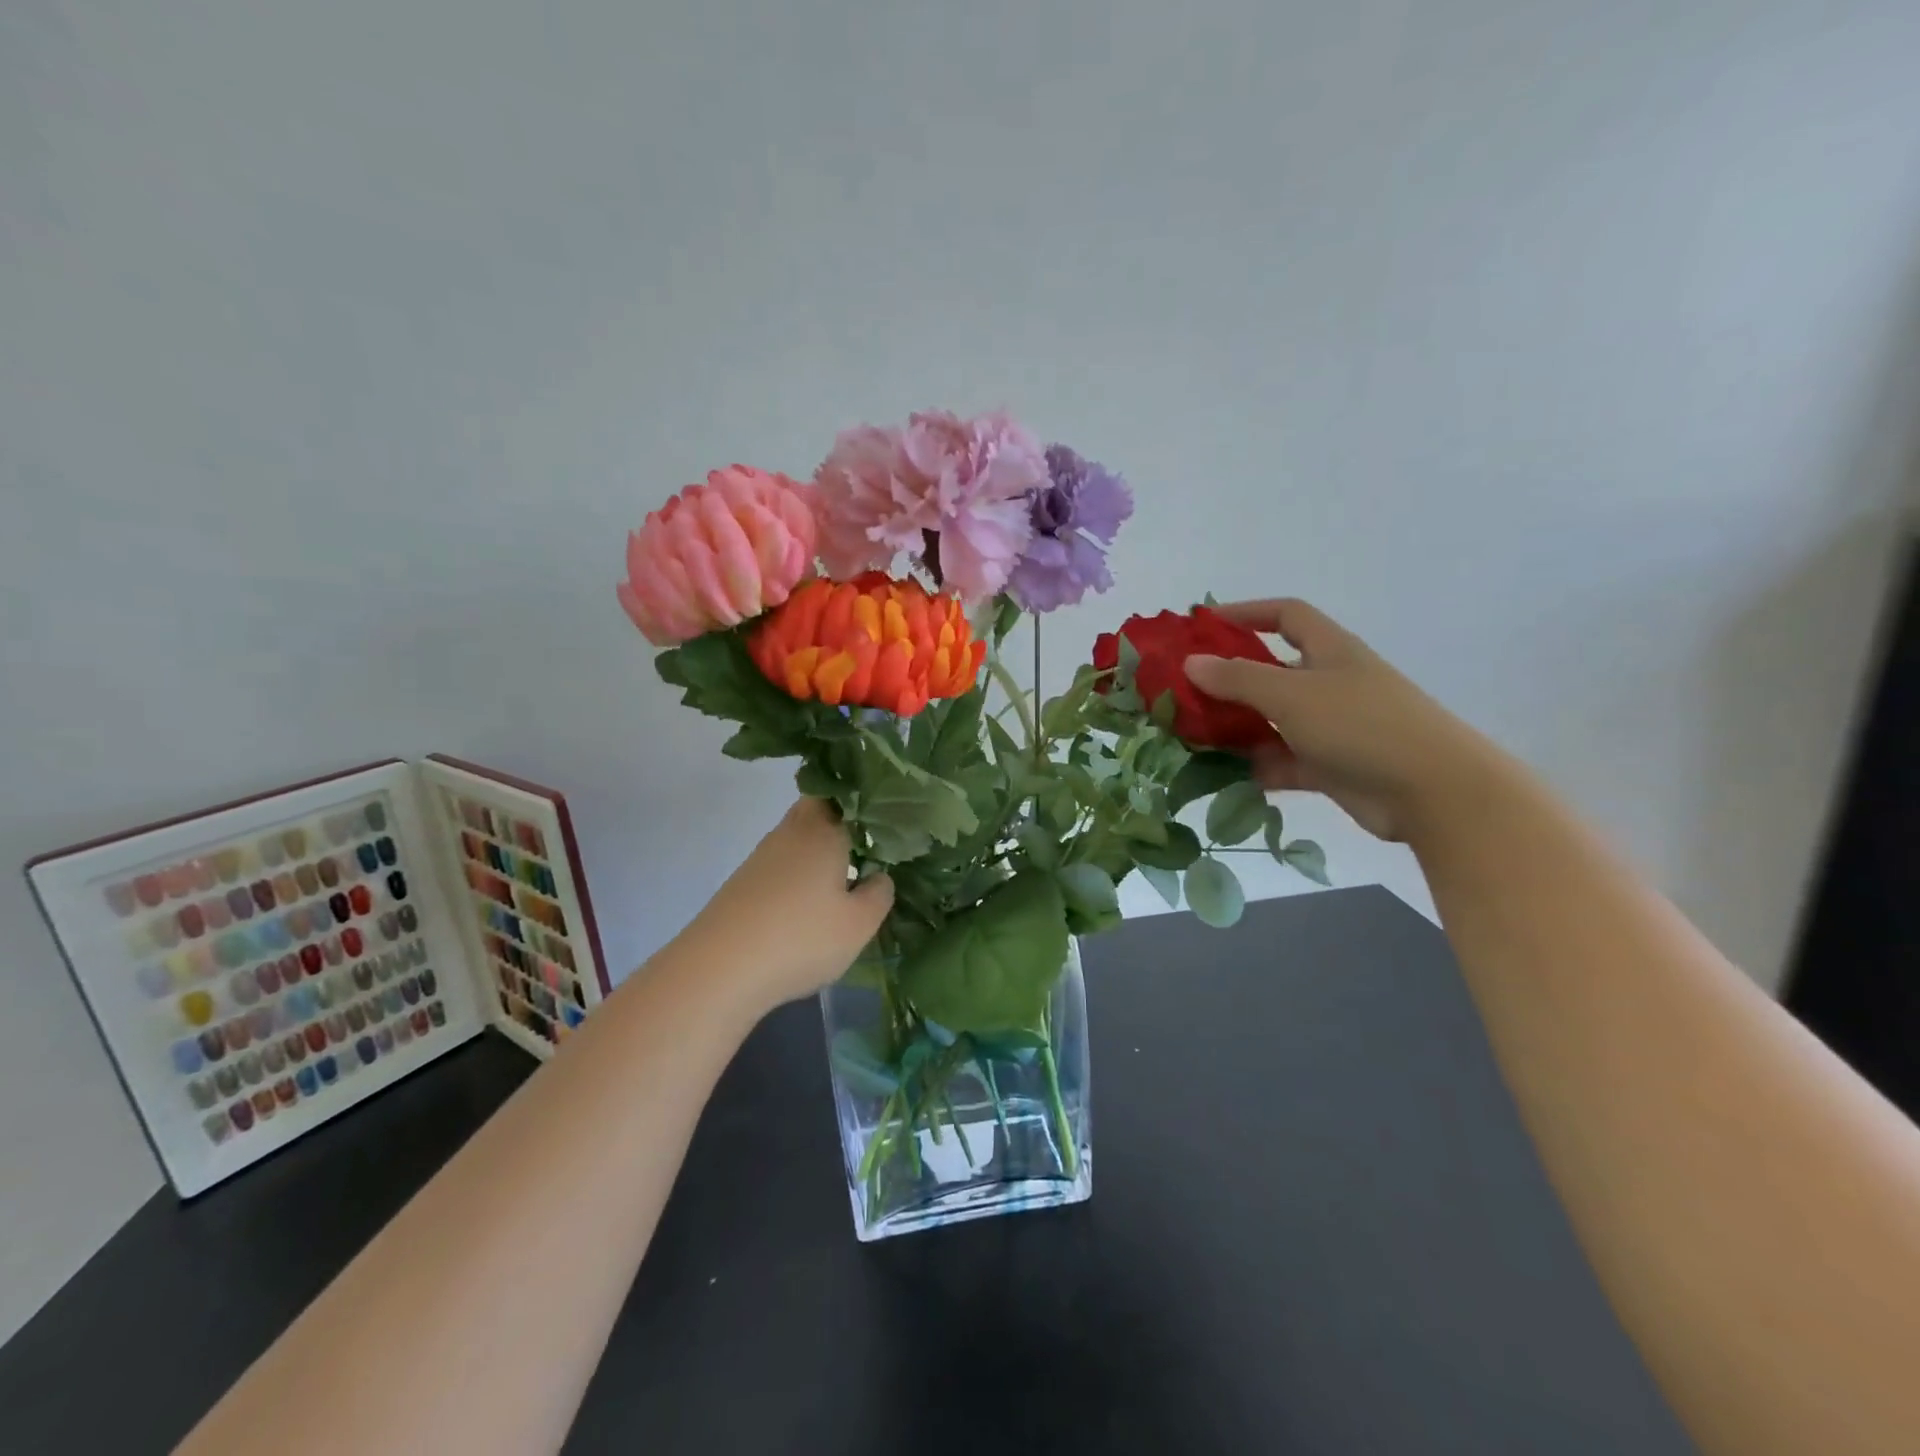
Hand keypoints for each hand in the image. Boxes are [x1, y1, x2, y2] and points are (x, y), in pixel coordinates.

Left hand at [682, 798, 893, 1012]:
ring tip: (843, 873)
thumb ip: (879, 894)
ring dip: (817, 846)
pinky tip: (807, 899)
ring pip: (796, 835)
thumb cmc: (801, 939)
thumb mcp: (858, 924)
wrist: (719, 969)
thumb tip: (880, 875)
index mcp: (824, 832)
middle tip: (866, 842)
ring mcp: (762, 856)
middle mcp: (791, 833)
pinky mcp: (743, 881)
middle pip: (816, 807)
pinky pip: (781, 861)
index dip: (865, 802)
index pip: (846, 796)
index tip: (886, 820)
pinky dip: (797, 870)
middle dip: (840, 817)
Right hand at [1184, 599, 1500, 841]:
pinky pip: (1284, 761)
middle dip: (1229, 679)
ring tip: (1193, 738)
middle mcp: (1330, 684)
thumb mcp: (1292, 695)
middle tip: (1183, 692)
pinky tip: (1225, 776)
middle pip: (1271, 671)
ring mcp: (1332, 727)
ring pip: (1273, 720)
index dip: (1247, 612)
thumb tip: (1191, 663)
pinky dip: (1258, 767)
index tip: (1205, 624)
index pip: (1286, 616)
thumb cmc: (1361, 725)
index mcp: (1329, 651)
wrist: (1434, 792)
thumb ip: (1238, 679)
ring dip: (1238, 728)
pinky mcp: (1332, 766)